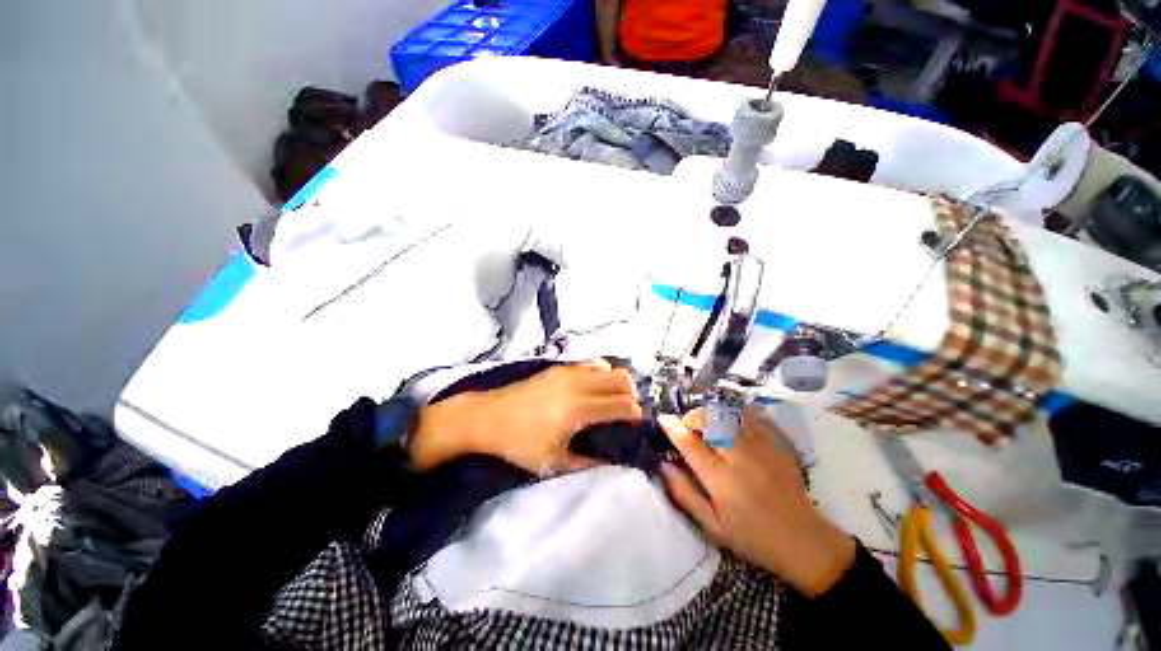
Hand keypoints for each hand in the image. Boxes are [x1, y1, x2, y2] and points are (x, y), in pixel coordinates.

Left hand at [410, 359, 641, 474]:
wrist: (488, 417)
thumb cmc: (519, 443)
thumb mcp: (552, 463)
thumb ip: (586, 463)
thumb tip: (611, 461)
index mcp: (578, 410)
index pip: (622, 405)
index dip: (635, 414)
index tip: (635, 425)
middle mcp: (578, 384)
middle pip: (621, 379)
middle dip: (631, 395)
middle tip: (625, 412)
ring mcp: (568, 371)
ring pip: (608, 366)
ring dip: (617, 381)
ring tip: (611, 398)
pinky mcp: (559, 367)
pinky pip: (591, 362)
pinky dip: (602, 372)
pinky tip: (593, 387)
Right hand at [658, 407, 855, 596]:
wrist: (802, 541)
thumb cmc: (751, 537)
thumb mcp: (711, 525)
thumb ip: (684, 493)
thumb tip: (663, 465)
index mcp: (720, 479)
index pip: (689, 443)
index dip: (673, 427)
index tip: (663, 419)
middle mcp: (739, 456)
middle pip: (709, 419)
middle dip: (693, 417)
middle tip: (689, 429)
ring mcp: (761, 447)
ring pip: (729, 413)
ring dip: (713, 413)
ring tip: (710, 425)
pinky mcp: (777, 443)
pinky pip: (754, 415)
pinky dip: (739, 413)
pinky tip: (734, 422)